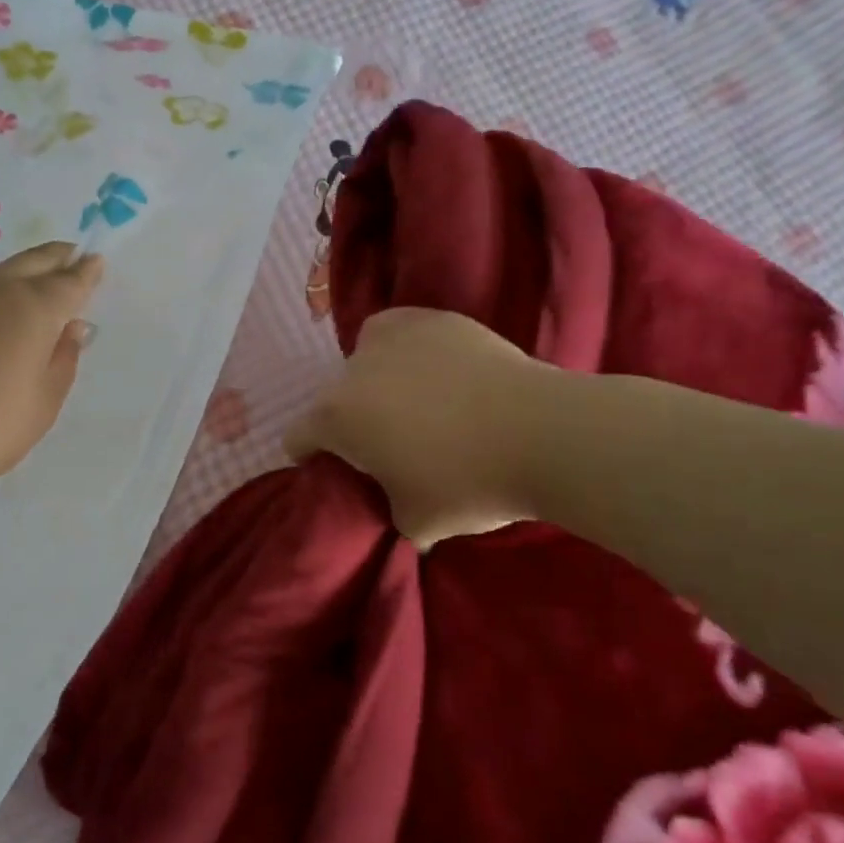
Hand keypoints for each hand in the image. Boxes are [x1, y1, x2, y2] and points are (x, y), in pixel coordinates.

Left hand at [0, 242, 102, 503]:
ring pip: (0, 274)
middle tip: (72, 255)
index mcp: (33, 310)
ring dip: (23, 272)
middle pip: (34, 262)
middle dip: (57, 258)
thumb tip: (72, 327)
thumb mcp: (42, 404)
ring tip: (36, 283)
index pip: (70, 282)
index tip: (96, 262)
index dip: (87, 272)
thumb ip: (63, 360)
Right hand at [283, 308, 554, 545]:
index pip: (297, 438)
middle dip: (352, 422)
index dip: (313, 458)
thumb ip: (386, 509)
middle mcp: (351, 371)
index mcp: (335, 418)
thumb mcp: (415, 523)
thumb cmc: (469, 484)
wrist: (546, 435)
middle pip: (333, 400)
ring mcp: (391, 337)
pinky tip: (436, 370)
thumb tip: (393, 504)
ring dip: (376, 383)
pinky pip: (398, 332)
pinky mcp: (431, 319)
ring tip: (418, 403)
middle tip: (393, 444)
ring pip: (363, 362)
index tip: (343, 472)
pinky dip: (405, 350)